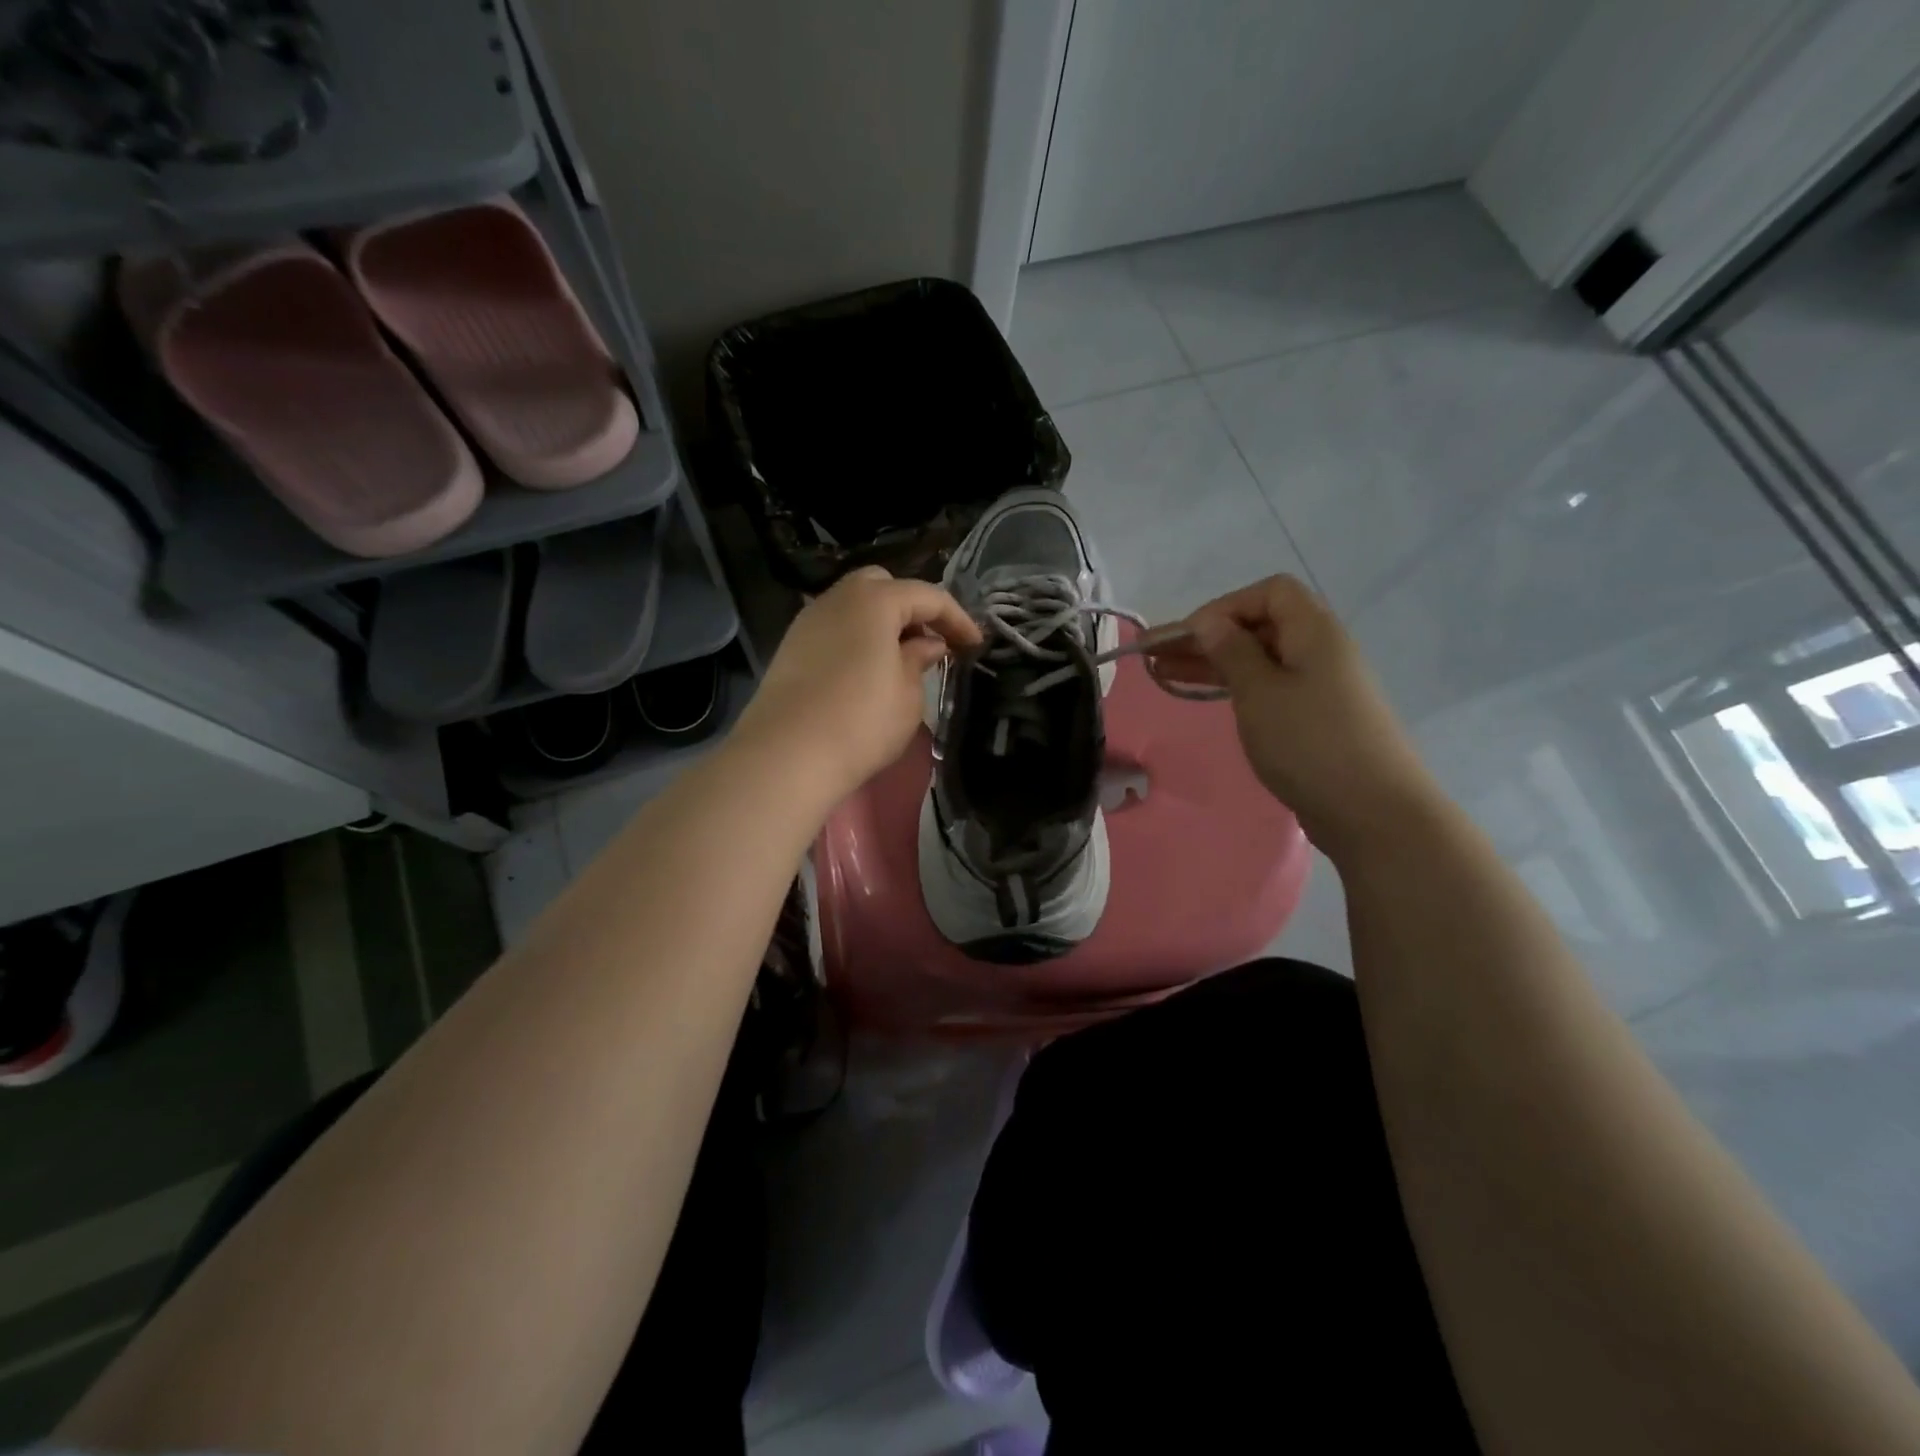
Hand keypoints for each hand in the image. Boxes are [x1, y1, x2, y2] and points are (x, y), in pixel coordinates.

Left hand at [732, 566, 982, 804]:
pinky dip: (857, 638)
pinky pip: (835, 627)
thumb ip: (919, 660)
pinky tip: (867, 670)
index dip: (957, 619)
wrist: (787, 755)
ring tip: (901, 659)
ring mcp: (809, 620)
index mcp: (875, 600)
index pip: (927, 596)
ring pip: (854, 605)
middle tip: (931, 643)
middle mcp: (838, 598)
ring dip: (883, 623)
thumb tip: (926, 644)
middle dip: (912, 608)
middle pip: (883, 586)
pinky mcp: (791, 646)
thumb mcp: (908, 695)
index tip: (975, 645)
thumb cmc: (861, 722)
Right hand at [1159, 575, 1441, 857]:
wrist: (1373, 812)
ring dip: (1215, 663)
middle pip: (1261, 626)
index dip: (1224, 607)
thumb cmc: (1309, 743)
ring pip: (1261, 660)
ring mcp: (1322, 686)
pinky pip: (1271, 687)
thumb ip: (1231, 652)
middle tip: (1157, 658)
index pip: (1269, 593)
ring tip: (1165, 675)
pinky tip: (1209, 698)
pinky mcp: (1318, 718)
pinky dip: (1237, 687)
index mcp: (1314, 632)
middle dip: (1208, 638)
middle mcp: (1322, 650)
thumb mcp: (1259, 692)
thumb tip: (1210, 621)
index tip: (1188, 637)